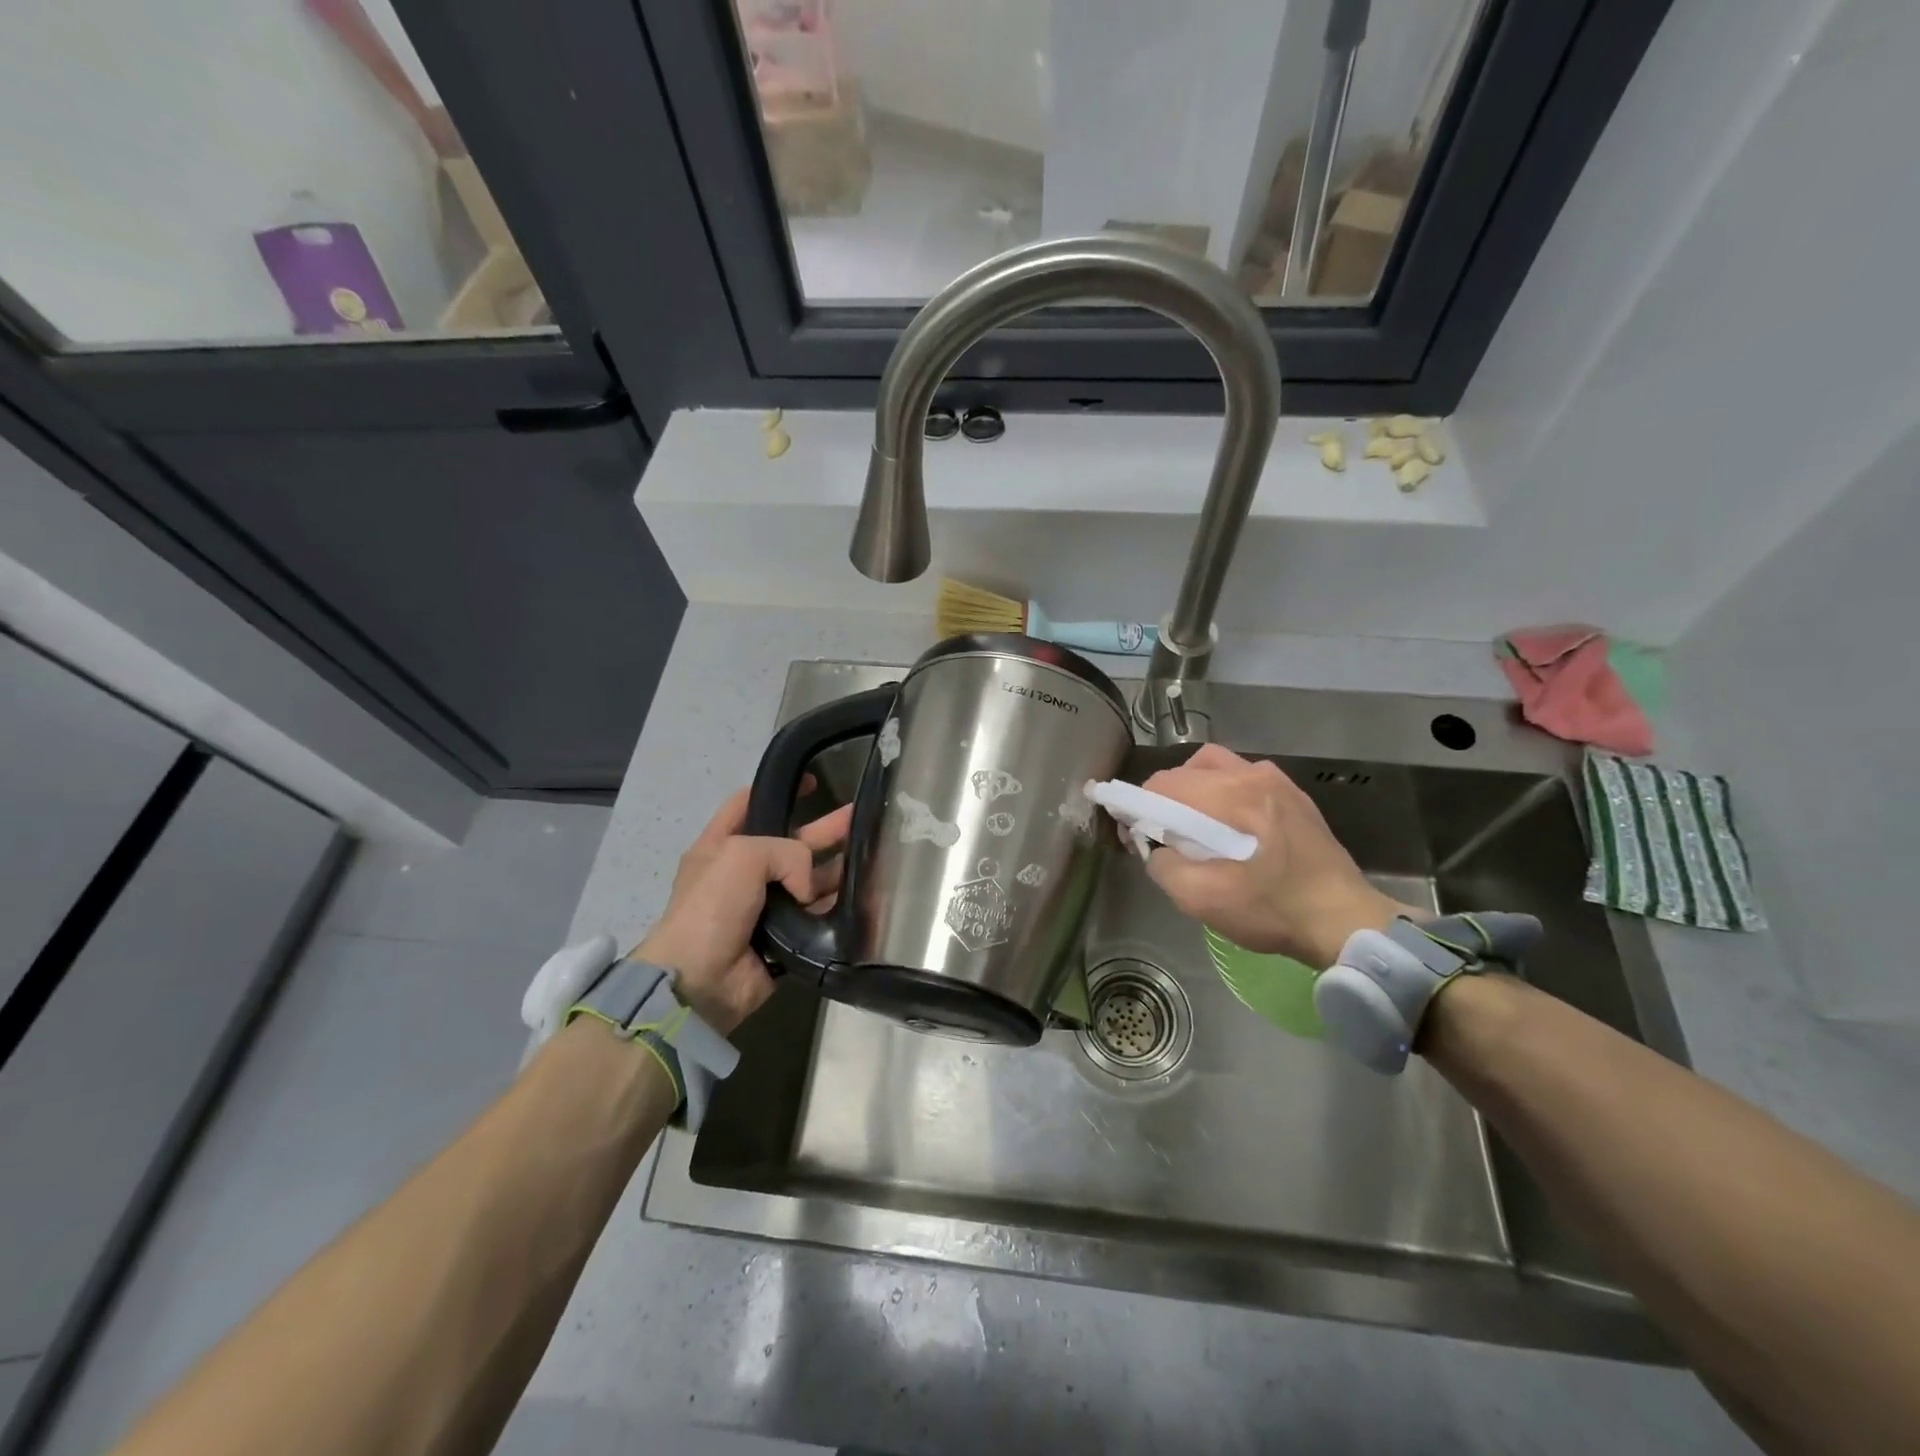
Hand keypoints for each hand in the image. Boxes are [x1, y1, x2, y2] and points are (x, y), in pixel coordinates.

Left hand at [633, 788, 850, 1034]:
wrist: (699, 983)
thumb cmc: (710, 909)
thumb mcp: (741, 855)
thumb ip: (787, 852)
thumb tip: (808, 886)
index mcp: (722, 846)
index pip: (750, 804)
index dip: (781, 788)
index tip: (814, 780)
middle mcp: (744, 873)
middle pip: (791, 841)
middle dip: (825, 828)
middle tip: (862, 816)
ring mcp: (765, 907)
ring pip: (810, 879)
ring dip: (839, 868)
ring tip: (875, 855)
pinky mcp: (784, 938)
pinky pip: (817, 916)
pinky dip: (838, 906)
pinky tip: (866, 894)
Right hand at [1140, 745, 1412, 967]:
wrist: (1345, 921)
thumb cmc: (1272, 910)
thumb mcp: (1202, 900)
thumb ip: (1164, 866)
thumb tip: (1154, 848)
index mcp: (1231, 794)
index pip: (1163, 784)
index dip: (1138, 807)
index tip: (1134, 835)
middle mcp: (1253, 775)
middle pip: (1186, 770)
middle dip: (1163, 798)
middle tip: (1161, 834)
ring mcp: (1278, 781)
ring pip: (1215, 767)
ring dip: (1192, 791)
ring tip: (1192, 826)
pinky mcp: (1293, 795)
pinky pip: (1243, 779)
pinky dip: (1221, 794)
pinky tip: (1228, 828)